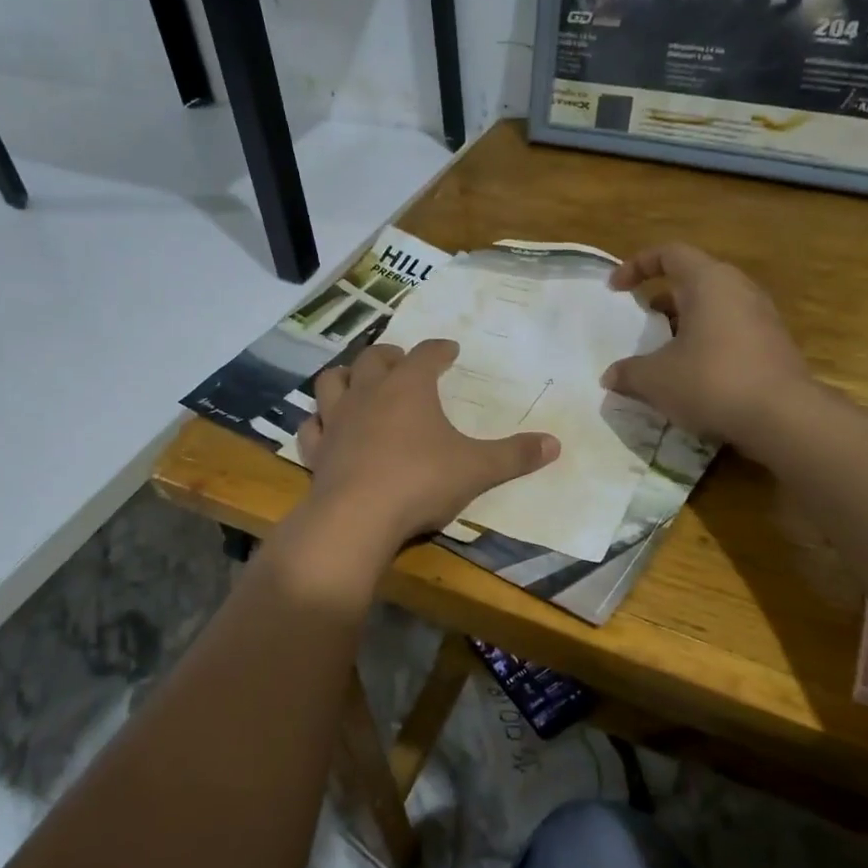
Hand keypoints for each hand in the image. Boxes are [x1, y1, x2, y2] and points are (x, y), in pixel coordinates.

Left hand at [295, 340, 559, 551]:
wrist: (358, 517)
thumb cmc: (421, 481)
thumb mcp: (477, 469)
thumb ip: (515, 455)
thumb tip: (555, 444)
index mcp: (409, 387)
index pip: (426, 354)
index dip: (439, 350)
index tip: (449, 350)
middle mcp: (369, 393)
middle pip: (374, 359)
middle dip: (390, 356)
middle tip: (402, 362)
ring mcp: (338, 420)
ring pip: (332, 382)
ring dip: (346, 376)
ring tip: (358, 382)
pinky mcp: (317, 450)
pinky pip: (312, 426)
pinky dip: (320, 422)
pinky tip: (327, 428)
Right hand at [602, 244, 811, 446]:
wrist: (783, 417)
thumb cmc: (711, 381)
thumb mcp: (656, 379)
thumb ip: (628, 373)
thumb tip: (610, 377)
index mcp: (708, 282)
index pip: (670, 253)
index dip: (637, 265)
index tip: (616, 289)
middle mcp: (738, 289)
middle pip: (693, 280)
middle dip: (662, 298)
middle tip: (642, 322)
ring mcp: (761, 317)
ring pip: (714, 307)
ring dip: (685, 324)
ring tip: (664, 352)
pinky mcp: (773, 345)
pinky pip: (730, 331)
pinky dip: (706, 343)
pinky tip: (693, 375)